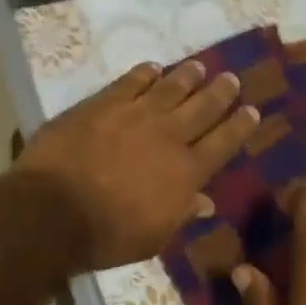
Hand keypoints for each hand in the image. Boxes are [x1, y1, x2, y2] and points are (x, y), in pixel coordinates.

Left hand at [14, 60, 260, 270]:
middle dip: (220, 92)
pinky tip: (153, 68)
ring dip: (188, 76)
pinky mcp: (103, 103)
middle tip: (232, 79)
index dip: (240, 126)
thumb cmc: (106, 235)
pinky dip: (145, 73)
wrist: (53, 210)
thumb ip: (180, 214)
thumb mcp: (153, 237)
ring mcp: (135, 114)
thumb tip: (205, 202)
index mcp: (186, 172)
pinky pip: (131, 81)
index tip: (252, 111)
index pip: (223, 143)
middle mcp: (168, 136)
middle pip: (203, 107)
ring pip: (170, 87)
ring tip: (200, 67)